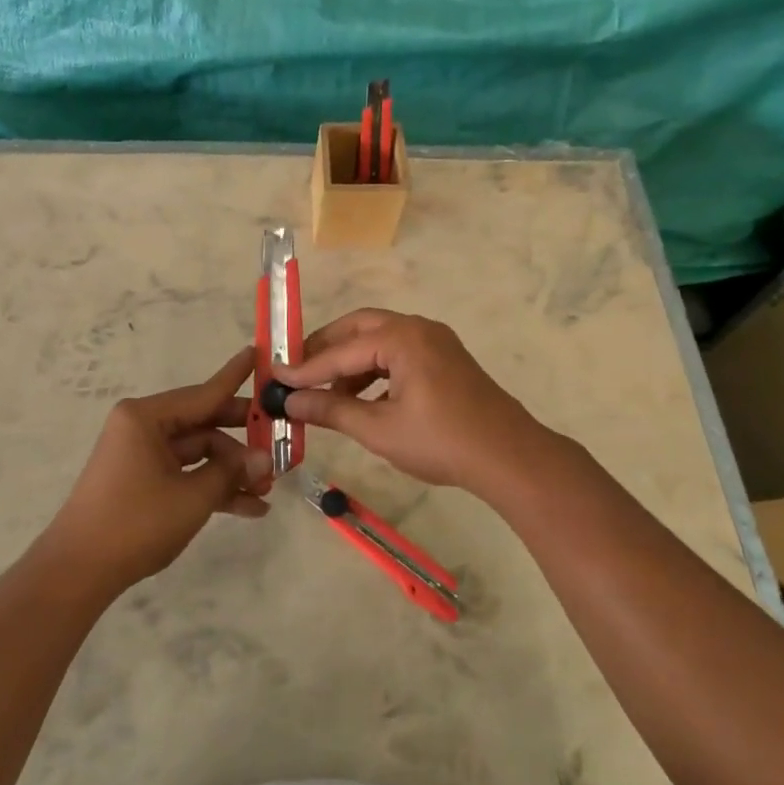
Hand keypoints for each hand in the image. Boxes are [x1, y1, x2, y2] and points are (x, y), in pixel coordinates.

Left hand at [41, 348, 273, 591]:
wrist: (78, 571)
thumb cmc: (136, 522)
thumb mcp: (193, 497)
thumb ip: (231, 472)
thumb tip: (265, 458)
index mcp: (147, 417)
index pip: (204, 393)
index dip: (235, 377)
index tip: (258, 353)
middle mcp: (143, 428)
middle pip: (204, 424)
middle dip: (242, 440)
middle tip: (280, 440)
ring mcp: (142, 455)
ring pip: (199, 453)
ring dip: (231, 471)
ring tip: (267, 490)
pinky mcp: (142, 481)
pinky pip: (185, 474)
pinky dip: (212, 488)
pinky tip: (249, 508)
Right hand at [275, 310, 549, 492]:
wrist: (509, 456)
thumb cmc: (441, 441)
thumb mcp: (379, 429)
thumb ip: (331, 410)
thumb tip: (290, 402)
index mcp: (402, 338)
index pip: (341, 350)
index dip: (305, 367)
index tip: (274, 378)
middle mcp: (418, 328)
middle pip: (359, 328)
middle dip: (326, 349)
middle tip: (297, 371)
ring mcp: (436, 341)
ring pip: (380, 340)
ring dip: (351, 361)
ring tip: (326, 392)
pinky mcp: (445, 358)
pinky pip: (399, 353)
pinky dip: (375, 369)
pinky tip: (361, 397)